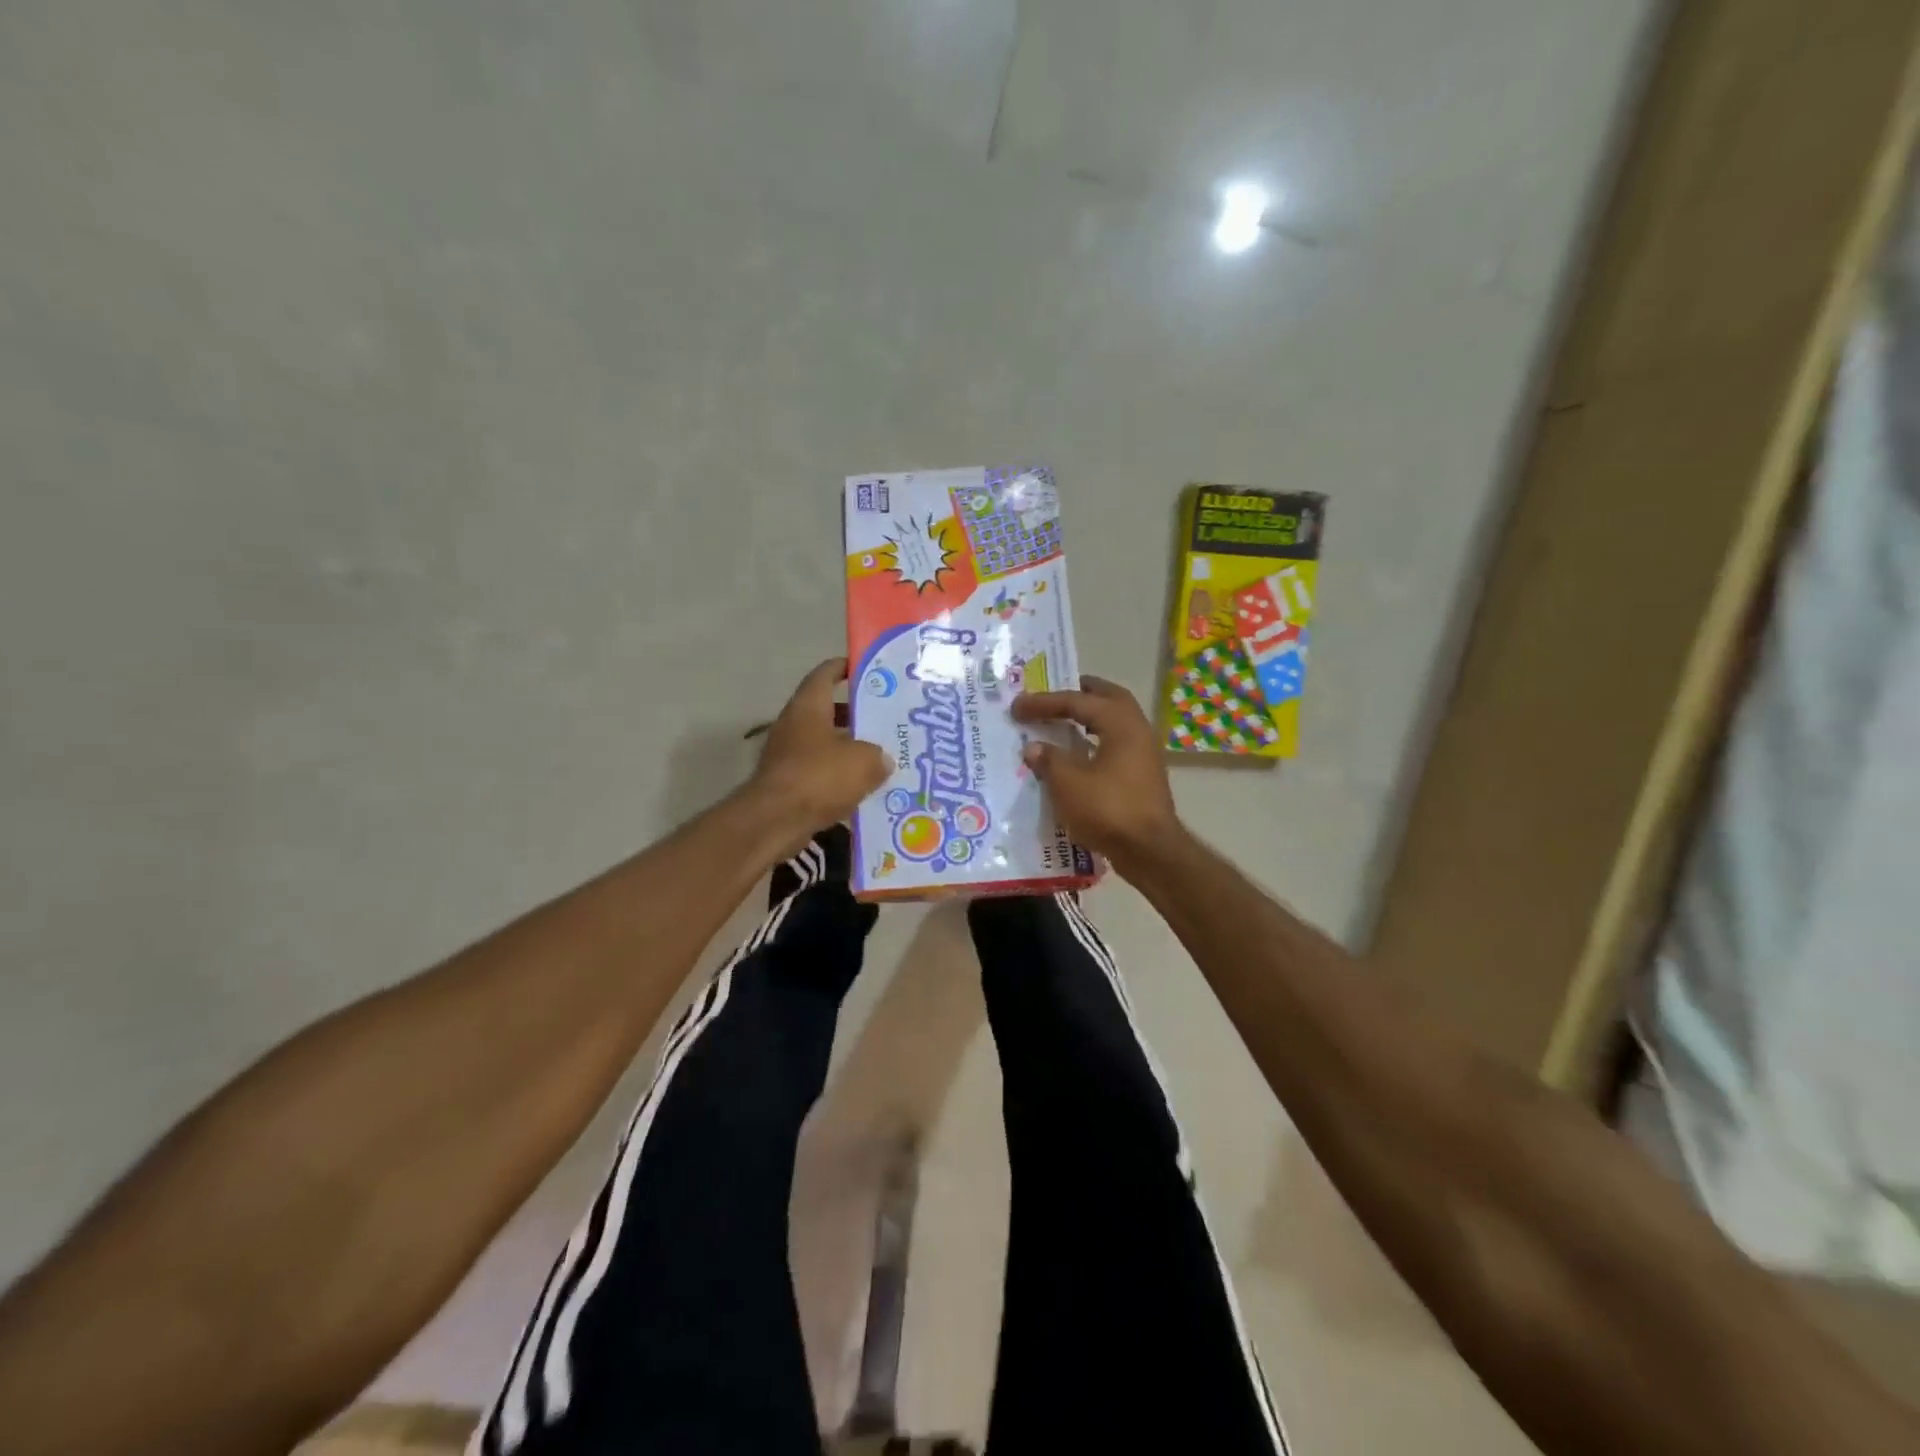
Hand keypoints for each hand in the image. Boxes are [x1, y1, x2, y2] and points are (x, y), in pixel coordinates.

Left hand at [748, 658, 890, 847]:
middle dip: (856, 714)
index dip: (845, 667)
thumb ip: (878, 755)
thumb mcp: (863, 761)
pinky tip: (864, 787)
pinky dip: (839, 776)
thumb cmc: (819, 777)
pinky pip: (820, 772)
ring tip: (882, 755)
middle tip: (886, 718)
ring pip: (825, 744)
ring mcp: (788, 755)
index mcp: (809, 706)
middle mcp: (794, 725)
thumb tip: (883, 759)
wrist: (775, 821)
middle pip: (827, 711)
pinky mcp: (788, 783)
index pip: (825, 674)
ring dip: (849, 748)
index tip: (869, 669)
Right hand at [1012, 676, 1182, 869]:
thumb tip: (1033, 748)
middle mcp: (1137, 730)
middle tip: (1055, 693)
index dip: (1045, 702)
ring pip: (1115, 721)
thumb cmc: (1108, 810)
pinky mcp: (1142, 775)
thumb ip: (1049, 760)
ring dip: (1091, 716)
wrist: (1149, 851)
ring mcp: (1144, 753)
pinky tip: (1078, 753)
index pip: (1078, 700)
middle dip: (1081, 693)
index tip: (1018, 706)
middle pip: (1108, 698)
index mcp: (1120, 723)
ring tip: (1064, 719)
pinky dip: (1096, 739)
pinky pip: (1117, 743)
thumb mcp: (1068, 784)